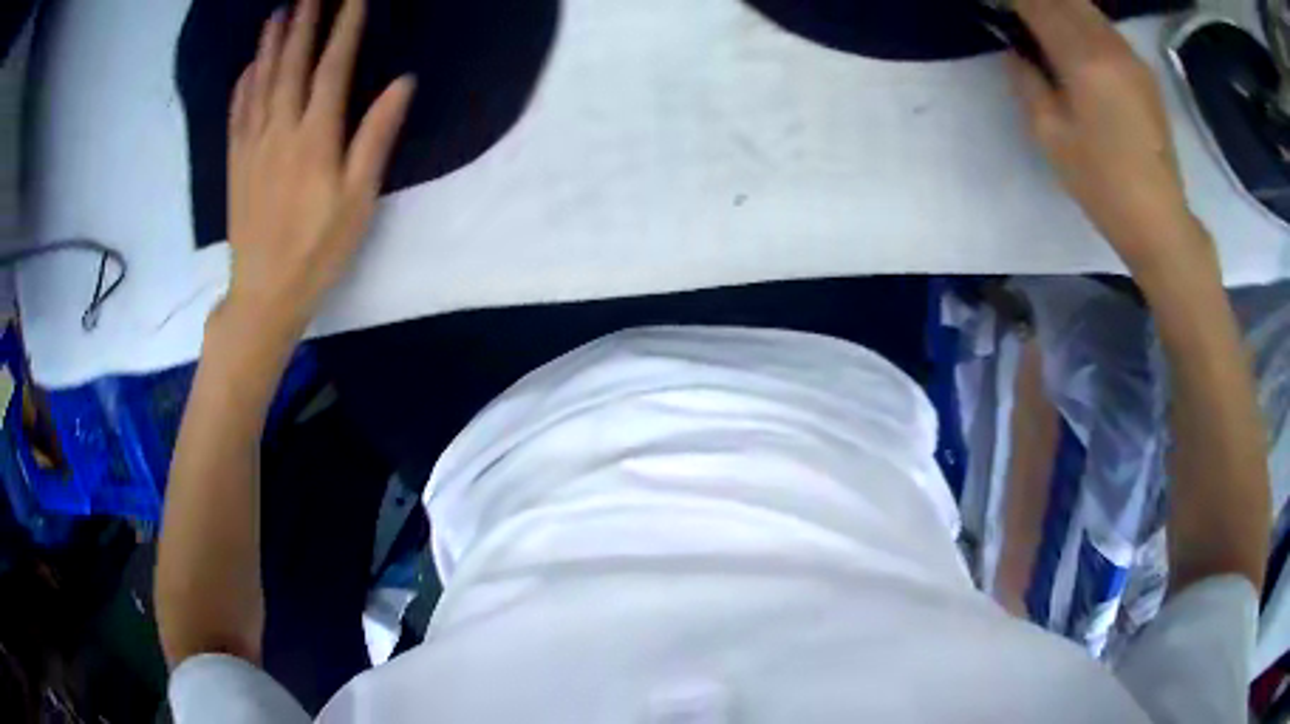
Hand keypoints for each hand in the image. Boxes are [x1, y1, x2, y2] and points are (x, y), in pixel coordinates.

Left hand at [223, 0, 414, 341]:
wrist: (263, 293)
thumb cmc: (318, 249)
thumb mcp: (358, 199)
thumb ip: (375, 136)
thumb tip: (402, 83)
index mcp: (315, 137)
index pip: (332, 67)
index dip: (344, 27)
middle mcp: (280, 130)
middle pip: (290, 65)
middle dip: (302, 23)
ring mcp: (252, 146)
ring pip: (260, 82)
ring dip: (270, 44)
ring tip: (278, 13)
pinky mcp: (235, 163)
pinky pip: (237, 113)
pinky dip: (243, 84)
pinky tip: (247, 66)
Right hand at [1009, 0, 1208, 274]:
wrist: (1159, 219)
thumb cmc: (1102, 184)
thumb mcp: (1051, 137)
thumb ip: (1028, 83)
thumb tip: (1016, 51)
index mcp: (1082, 59)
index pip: (1037, 3)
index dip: (1014, 0)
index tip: (1000, 6)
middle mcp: (1108, 45)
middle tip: (1019, 13)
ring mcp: (1130, 55)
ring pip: (1087, 7)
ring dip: (1060, 5)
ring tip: (1042, 21)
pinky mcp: (1143, 69)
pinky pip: (1104, 26)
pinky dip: (1082, 20)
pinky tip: (1075, 39)